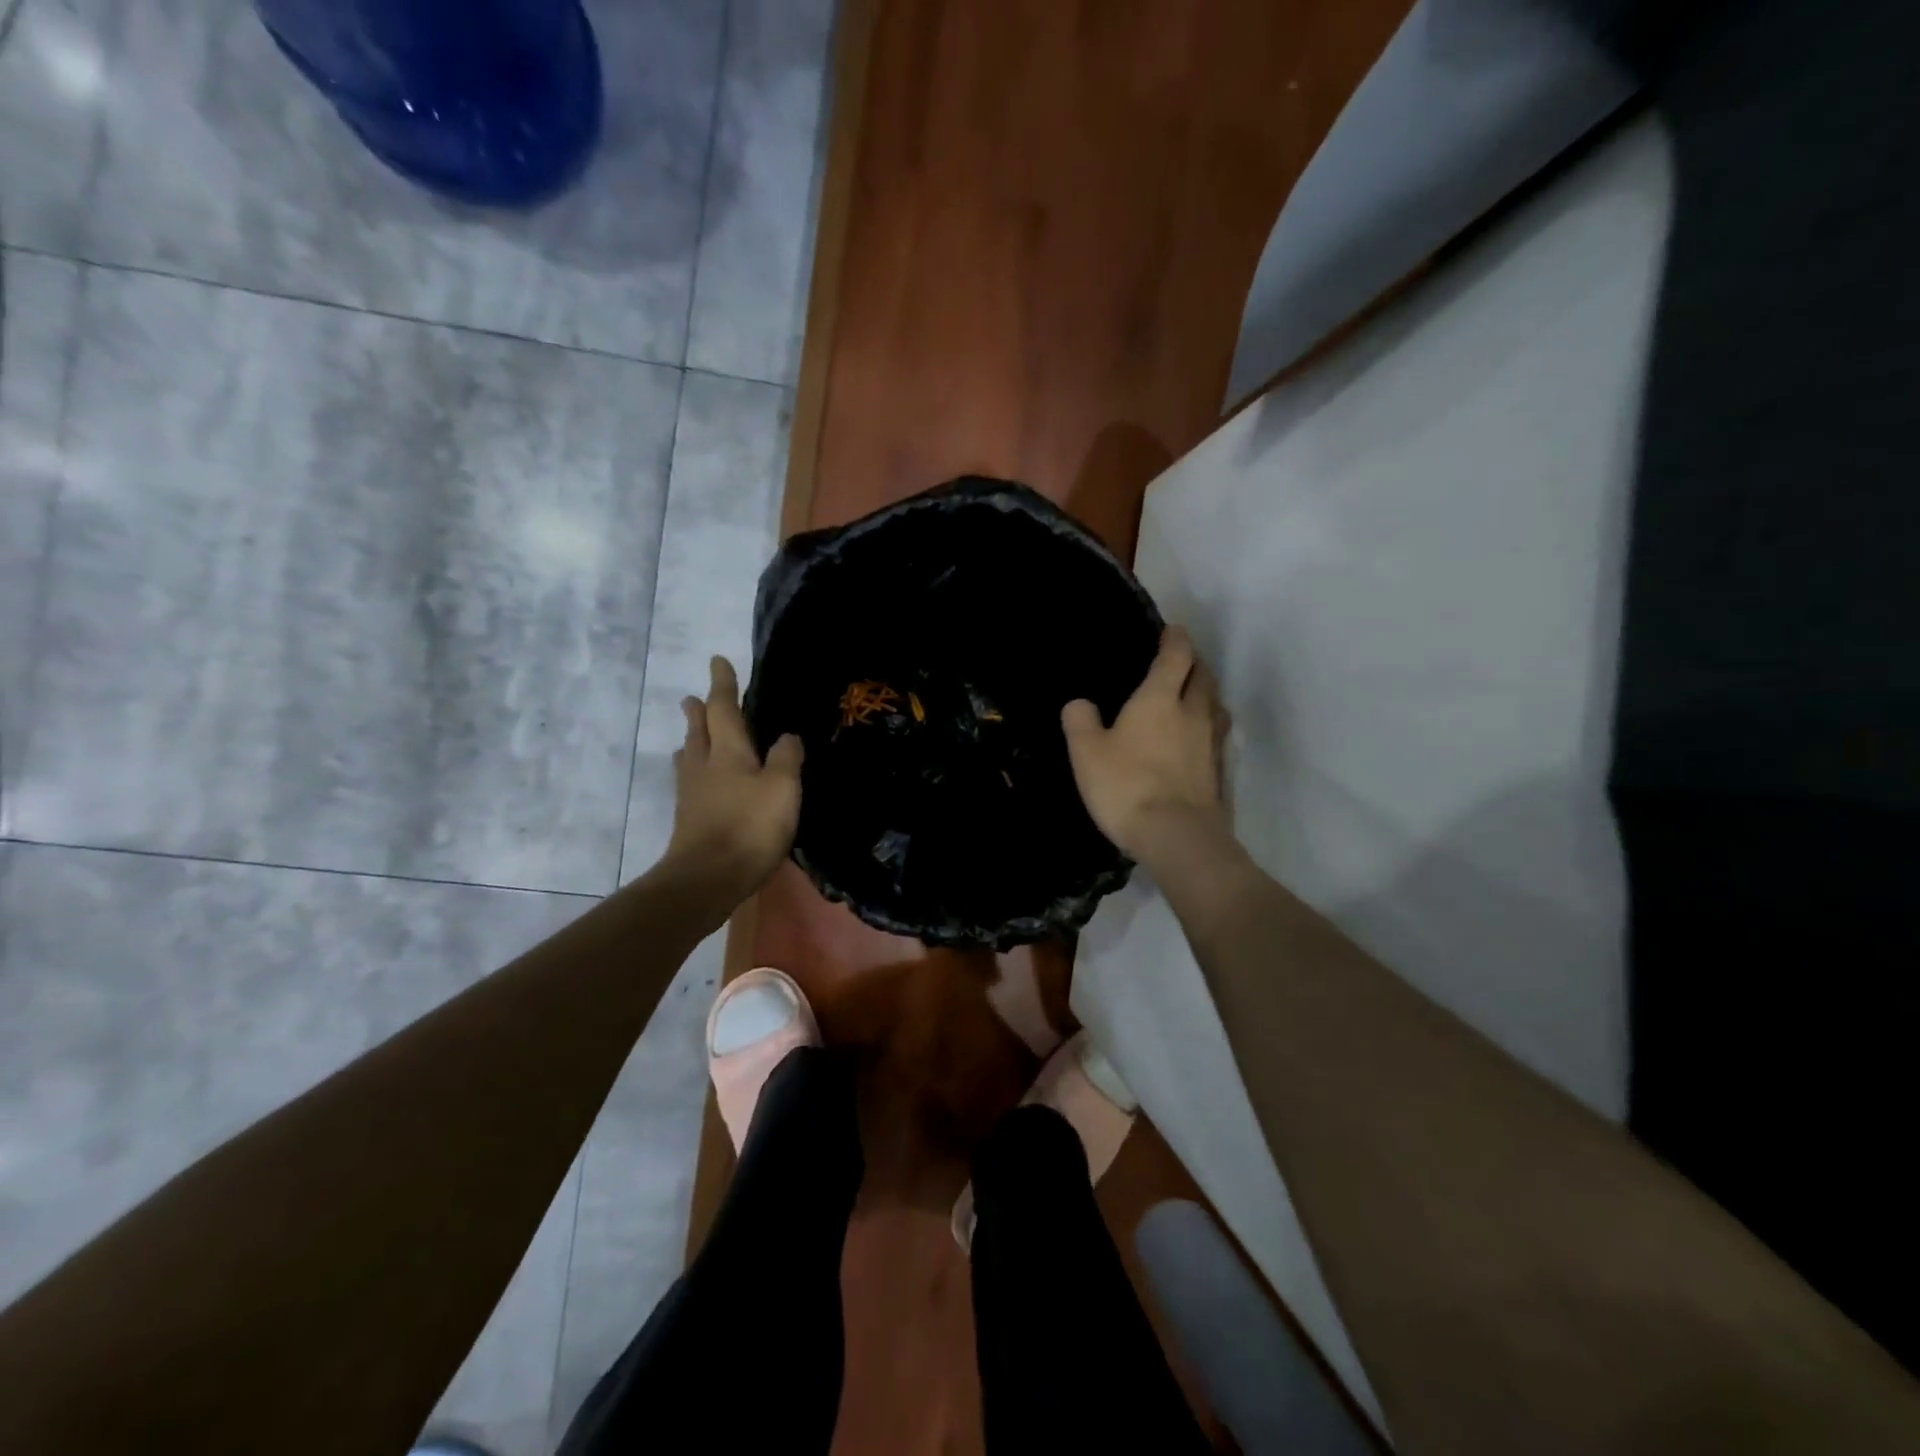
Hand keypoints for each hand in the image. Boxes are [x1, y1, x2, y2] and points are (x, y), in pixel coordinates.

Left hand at [663, 656, 803, 904]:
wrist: (706, 878)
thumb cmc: (749, 827)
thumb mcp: (782, 788)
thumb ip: (786, 758)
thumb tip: (787, 736)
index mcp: (728, 750)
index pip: (723, 708)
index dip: (722, 684)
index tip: (717, 661)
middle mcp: (704, 764)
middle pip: (698, 729)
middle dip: (698, 710)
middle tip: (693, 697)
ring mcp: (692, 793)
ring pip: (689, 755)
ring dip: (691, 739)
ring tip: (692, 733)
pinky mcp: (688, 818)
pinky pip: (690, 780)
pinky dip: (693, 769)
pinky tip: (698, 780)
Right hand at [1061, 626, 1230, 862]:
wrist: (1176, 836)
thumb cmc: (1126, 785)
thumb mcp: (1086, 752)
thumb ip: (1080, 722)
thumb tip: (1079, 703)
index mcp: (1159, 699)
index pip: (1176, 656)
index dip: (1175, 639)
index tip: (1171, 630)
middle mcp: (1192, 712)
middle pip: (1203, 676)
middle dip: (1193, 664)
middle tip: (1179, 663)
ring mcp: (1211, 743)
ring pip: (1215, 706)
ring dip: (1206, 695)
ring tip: (1191, 698)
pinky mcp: (1219, 772)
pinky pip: (1217, 737)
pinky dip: (1208, 728)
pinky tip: (1196, 741)